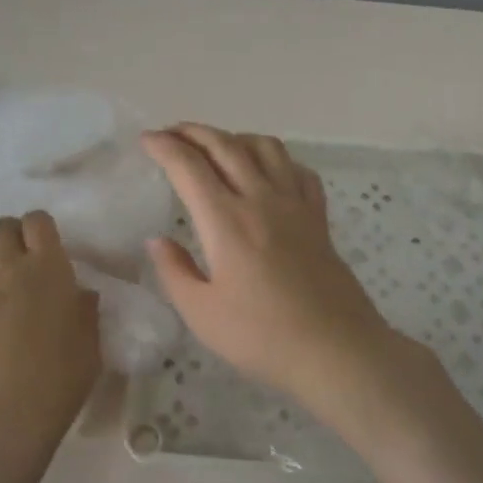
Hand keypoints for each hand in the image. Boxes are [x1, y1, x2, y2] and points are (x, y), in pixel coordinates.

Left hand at [0, 212, 100, 453]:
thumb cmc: (53, 386)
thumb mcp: (89, 349)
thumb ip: (85, 313)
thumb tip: (79, 294)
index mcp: (46, 268)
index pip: (38, 222)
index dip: (40, 230)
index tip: (44, 247)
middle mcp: (3, 265)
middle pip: (0, 227)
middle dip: (10, 238)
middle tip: (16, 264)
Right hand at [141, 125, 421, 421]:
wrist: (336, 351)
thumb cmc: (262, 337)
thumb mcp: (202, 314)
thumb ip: (175, 272)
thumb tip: (158, 241)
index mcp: (226, 221)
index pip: (189, 166)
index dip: (164, 146)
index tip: (146, 140)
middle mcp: (260, 199)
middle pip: (225, 145)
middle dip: (193, 132)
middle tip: (172, 133)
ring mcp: (295, 205)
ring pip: (266, 148)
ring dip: (235, 137)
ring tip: (217, 147)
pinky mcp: (318, 218)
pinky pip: (298, 171)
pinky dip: (277, 160)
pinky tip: (268, 173)